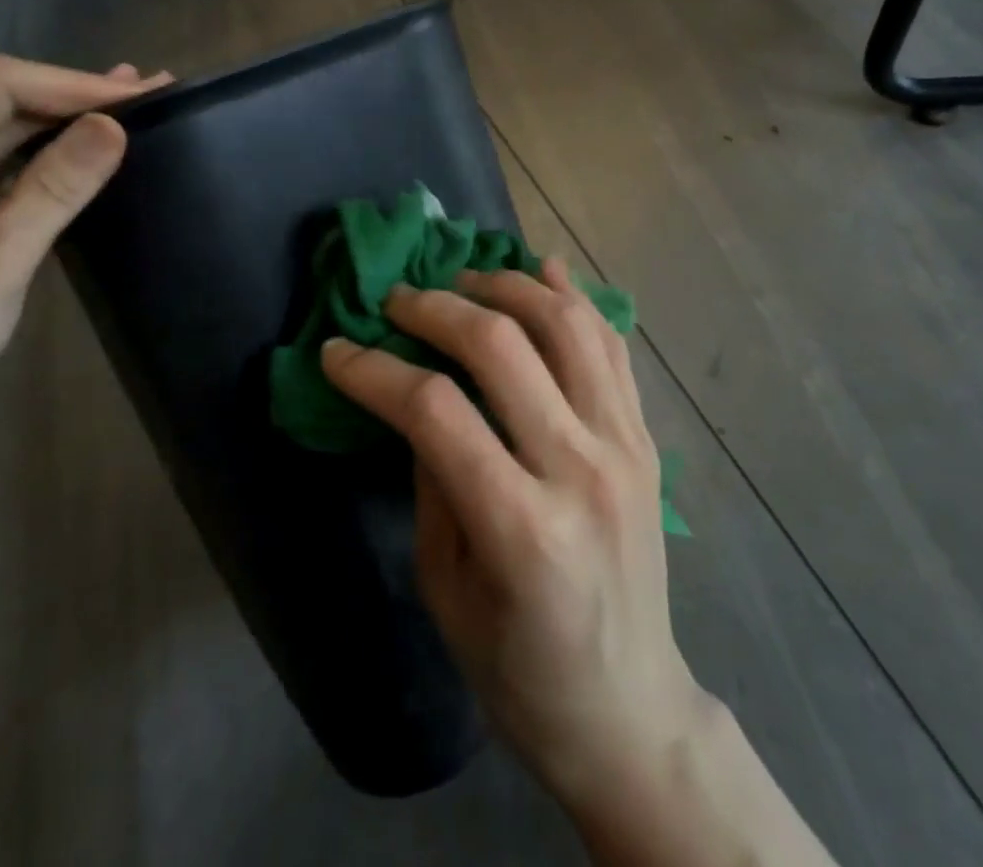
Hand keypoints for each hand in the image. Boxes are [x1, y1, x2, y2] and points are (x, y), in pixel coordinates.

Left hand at [0, 55, 169, 468]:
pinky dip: (45, 160)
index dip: (75, 85)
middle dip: (76, 97)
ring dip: (65, 123)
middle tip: (153, 91)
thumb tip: (114, 126)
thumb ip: (55, 188)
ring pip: (1, 137)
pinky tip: (83, 153)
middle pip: (0, 105)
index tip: (143, 94)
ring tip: (131, 107)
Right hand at [320, 261, 708, 806]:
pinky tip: (542, 273)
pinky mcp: (646, 438)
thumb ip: (432, 479)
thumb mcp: (444, 588)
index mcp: (521, 528)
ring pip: (566, 324)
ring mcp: (626, 446)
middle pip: (501, 347)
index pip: (435, 411)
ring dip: (507, 287)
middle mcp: (582, 470)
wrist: (630, 710)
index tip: (336, 350)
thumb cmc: (519, 671)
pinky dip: (574, 298)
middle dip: (434, 308)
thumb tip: (417, 396)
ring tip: (463, 281)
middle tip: (396, 299)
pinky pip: (611, 345)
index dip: (375, 370)